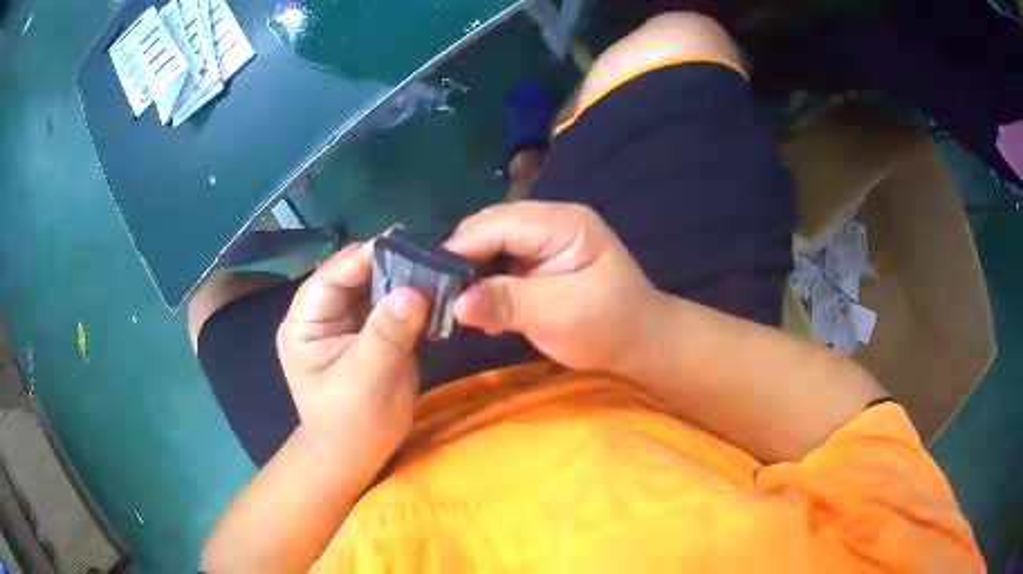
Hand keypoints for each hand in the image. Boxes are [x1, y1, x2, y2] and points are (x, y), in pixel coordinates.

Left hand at [276, 242, 427, 462]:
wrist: (359, 455)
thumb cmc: (352, 424)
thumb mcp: (366, 380)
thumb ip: (387, 334)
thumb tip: (413, 290)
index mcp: (305, 323)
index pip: (332, 276)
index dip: (366, 257)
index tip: (406, 243)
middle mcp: (323, 315)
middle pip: (354, 275)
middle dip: (388, 264)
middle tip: (429, 253)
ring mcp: (347, 322)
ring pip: (374, 287)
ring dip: (402, 278)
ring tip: (435, 266)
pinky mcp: (370, 332)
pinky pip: (389, 305)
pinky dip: (410, 298)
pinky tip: (433, 291)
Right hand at [445, 201, 665, 373]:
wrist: (639, 342)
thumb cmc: (611, 326)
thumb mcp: (561, 315)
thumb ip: (508, 303)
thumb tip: (455, 304)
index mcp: (563, 223)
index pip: (499, 223)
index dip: (461, 248)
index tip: (427, 280)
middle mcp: (548, 223)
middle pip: (489, 230)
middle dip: (459, 260)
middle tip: (432, 295)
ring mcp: (541, 242)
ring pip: (488, 246)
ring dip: (467, 273)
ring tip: (445, 302)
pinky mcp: (534, 263)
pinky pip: (497, 265)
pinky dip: (480, 284)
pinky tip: (470, 305)